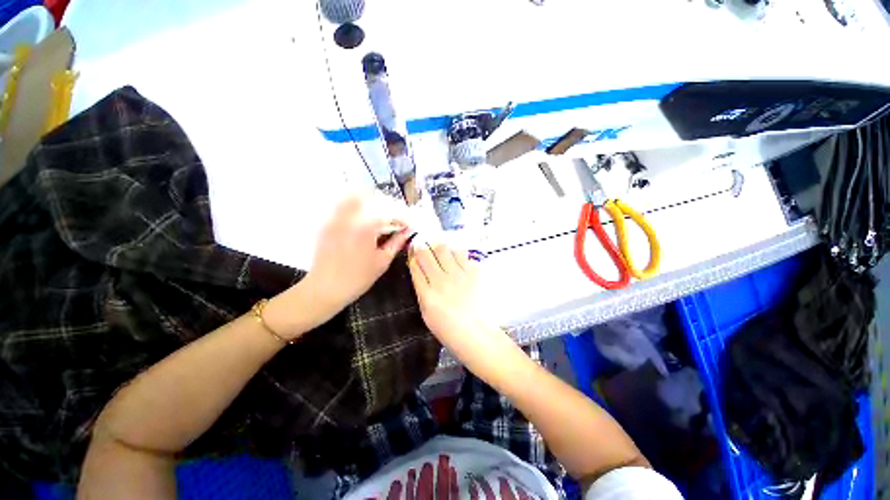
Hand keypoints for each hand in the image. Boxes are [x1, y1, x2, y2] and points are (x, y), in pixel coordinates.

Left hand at [305, 194, 411, 317]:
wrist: (325, 288)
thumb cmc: (358, 278)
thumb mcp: (382, 261)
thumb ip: (397, 242)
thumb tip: (409, 231)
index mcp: (366, 226)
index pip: (390, 211)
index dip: (404, 216)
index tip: (411, 223)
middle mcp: (350, 216)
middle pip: (374, 198)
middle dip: (390, 205)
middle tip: (399, 219)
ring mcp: (336, 216)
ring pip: (356, 196)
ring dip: (373, 201)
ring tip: (382, 214)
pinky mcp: (328, 221)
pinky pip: (343, 204)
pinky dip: (357, 204)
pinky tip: (365, 217)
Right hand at [407, 242, 490, 345]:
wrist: (478, 334)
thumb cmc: (449, 329)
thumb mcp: (427, 313)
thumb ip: (422, 290)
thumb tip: (419, 271)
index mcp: (427, 294)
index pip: (415, 266)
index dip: (412, 255)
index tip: (413, 251)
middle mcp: (441, 281)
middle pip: (426, 254)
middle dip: (422, 248)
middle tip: (425, 248)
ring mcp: (459, 275)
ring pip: (443, 249)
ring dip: (439, 248)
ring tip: (441, 253)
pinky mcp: (474, 271)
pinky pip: (461, 254)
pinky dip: (456, 254)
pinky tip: (456, 260)